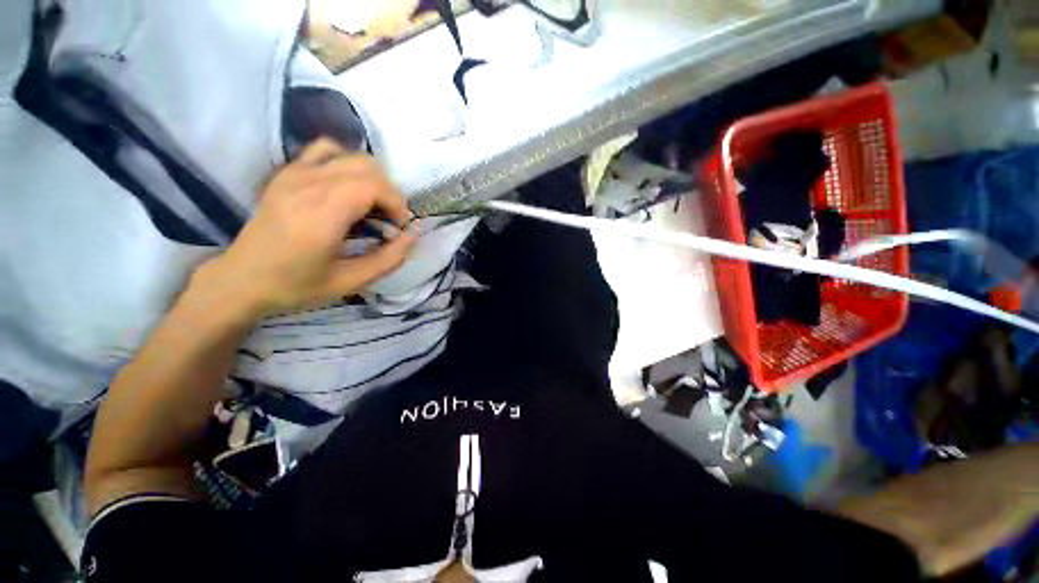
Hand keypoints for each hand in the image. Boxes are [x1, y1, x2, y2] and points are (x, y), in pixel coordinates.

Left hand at [196, 139, 414, 318]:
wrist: (242, 279)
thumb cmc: (298, 285)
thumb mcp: (352, 282)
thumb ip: (390, 258)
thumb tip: (413, 234)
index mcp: (322, 214)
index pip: (374, 186)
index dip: (397, 203)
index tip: (400, 227)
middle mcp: (308, 185)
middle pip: (367, 167)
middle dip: (390, 193)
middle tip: (390, 220)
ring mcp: (294, 174)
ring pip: (351, 156)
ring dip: (373, 179)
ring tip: (372, 205)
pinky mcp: (287, 173)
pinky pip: (325, 150)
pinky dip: (347, 162)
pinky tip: (348, 186)